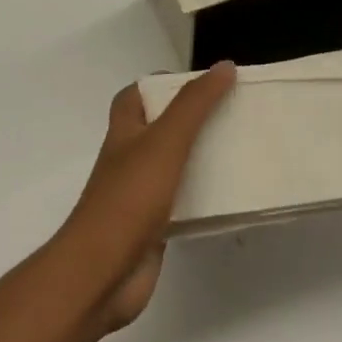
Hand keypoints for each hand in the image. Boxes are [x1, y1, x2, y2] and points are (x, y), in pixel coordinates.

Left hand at [55, 62, 235, 333]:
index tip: (202, 82)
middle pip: (159, 128)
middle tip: (231, 112)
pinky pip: (182, 202)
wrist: (101, 274)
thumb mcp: (165, 141)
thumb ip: (194, 105)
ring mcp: (139, 195)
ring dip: (201, 157)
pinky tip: (230, 196)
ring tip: (240, 147)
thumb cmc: (128, 199)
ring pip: (174, 166)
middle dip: (191, 119)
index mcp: (125, 133)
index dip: (163, 83)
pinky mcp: (153, 227)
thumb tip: (223, 67)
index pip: (136, 95)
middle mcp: (129, 159)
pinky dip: (203, 196)